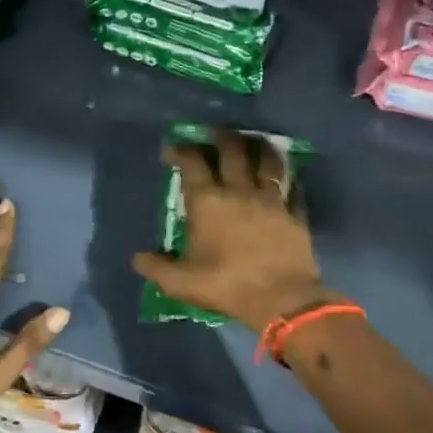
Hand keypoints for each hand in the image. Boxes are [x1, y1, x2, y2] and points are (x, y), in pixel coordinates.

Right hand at [132, 129, 333, 334]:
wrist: (282, 300)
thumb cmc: (227, 285)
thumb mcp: (181, 283)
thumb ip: (157, 268)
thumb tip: (137, 258)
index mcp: (208, 202)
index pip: (192, 163)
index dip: (181, 151)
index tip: (173, 149)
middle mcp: (239, 191)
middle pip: (232, 150)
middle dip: (220, 136)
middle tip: (214, 132)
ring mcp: (271, 200)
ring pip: (266, 161)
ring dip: (258, 146)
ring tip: (253, 141)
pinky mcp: (295, 214)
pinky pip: (293, 188)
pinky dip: (289, 178)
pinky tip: (288, 176)